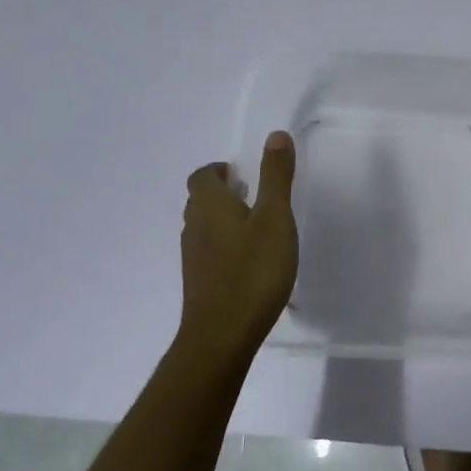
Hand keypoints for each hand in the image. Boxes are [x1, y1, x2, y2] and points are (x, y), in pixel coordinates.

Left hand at [179, 131, 298, 351]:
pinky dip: (225, 244)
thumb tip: (275, 135)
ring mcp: (193, 258)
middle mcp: (194, 227)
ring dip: (223, 218)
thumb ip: (276, 177)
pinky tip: (249, 260)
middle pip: (199, 200)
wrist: (222, 335)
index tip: (243, 173)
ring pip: (203, 227)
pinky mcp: (199, 283)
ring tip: (255, 225)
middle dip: (222, 192)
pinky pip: (209, 251)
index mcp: (210, 206)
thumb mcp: (275, 218)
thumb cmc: (253, 270)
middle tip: (253, 194)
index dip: (218, 170)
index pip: (201, 176)